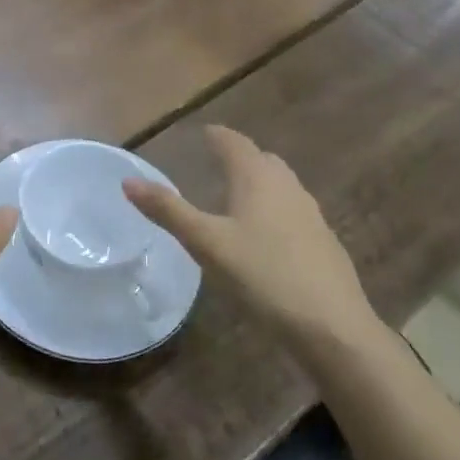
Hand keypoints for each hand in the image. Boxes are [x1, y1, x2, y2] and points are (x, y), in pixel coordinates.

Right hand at [123, 125, 379, 343]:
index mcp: (258, 178)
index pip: (235, 143)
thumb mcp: (206, 243)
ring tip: (236, 198)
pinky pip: (293, 213)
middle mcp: (288, 187)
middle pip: (262, 160)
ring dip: (259, 184)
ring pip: (281, 186)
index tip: (203, 133)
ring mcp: (311, 215)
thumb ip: (168, 210)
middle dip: (240, 157)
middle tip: (216, 163)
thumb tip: (128, 180)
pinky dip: (274, 211)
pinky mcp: (324, 243)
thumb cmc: (263, 276)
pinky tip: (264, 238)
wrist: (332, 326)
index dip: (217, 136)